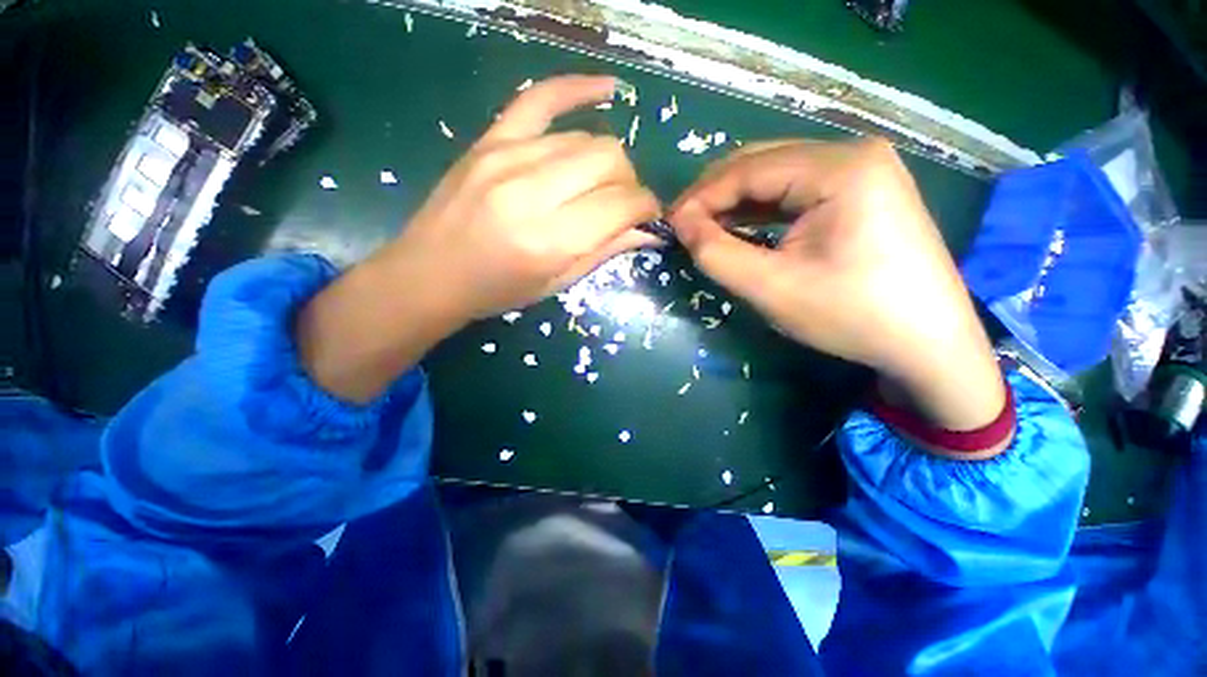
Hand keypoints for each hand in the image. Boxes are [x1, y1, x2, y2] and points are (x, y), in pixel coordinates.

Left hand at [297, 75, 659, 402]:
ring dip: (606, 161)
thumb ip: (603, 252)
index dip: (646, 207)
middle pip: (609, 159)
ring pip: (586, 138)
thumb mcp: (556, 284)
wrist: (430, 274)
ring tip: (599, 183)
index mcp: (550, 239)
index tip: (649, 215)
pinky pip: (540, 97)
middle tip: (621, 204)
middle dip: (629, 183)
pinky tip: (606, 88)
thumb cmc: (497, 290)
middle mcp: (532, 191)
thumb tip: (647, 231)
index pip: (621, 203)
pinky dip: (577, 88)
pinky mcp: (490, 139)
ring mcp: (507, 156)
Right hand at [669, 139, 1005, 436]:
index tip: (669, 224)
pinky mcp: (863, 190)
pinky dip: (761, 207)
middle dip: (715, 195)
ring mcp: (862, 170)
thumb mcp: (770, 288)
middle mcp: (853, 154)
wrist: (929, 344)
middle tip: (682, 225)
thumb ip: (716, 252)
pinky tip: (741, 225)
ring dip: (735, 200)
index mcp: (839, 168)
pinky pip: (797, 190)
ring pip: (777, 175)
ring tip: (703, 227)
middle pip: (763, 163)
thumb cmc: (851, 316)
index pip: (748, 169)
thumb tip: (681, 223)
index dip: (700, 196)